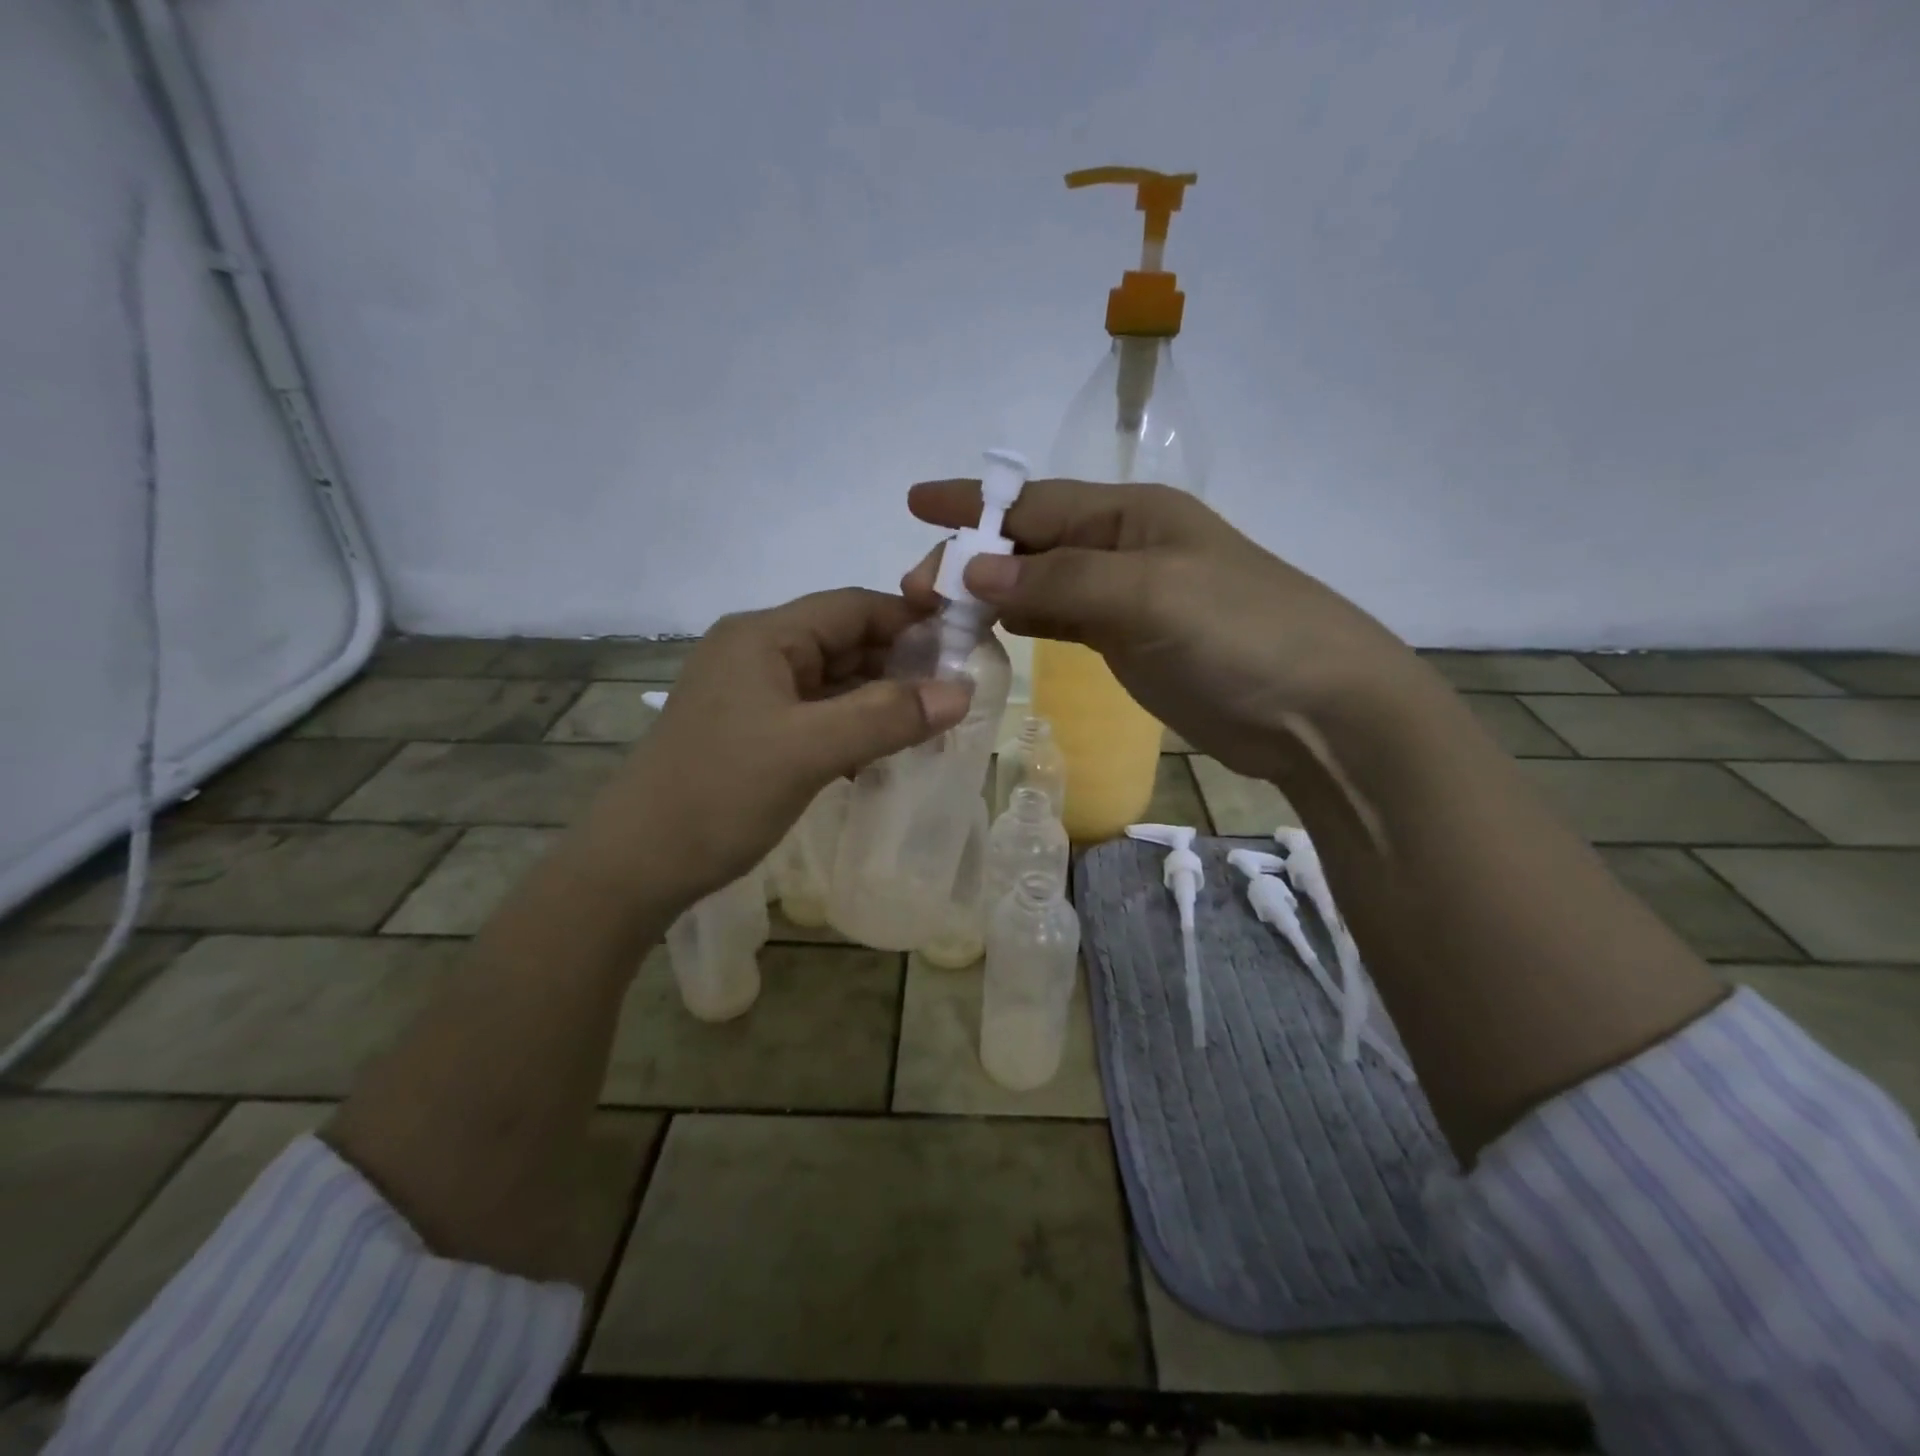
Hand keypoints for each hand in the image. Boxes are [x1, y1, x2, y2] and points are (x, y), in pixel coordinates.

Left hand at [579, 589, 971, 912]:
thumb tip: (963, 692)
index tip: (964, 647)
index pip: (853, 606)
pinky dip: (851, 725)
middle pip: (843, 640)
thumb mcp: (810, 750)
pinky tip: (883, 751)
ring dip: (878, 699)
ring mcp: (750, 692)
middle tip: (956, 694)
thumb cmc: (720, 794)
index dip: (911, 620)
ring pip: (831, 680)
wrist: (635, 864)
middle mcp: (755, 652)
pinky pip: (815, 713)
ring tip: (931, 724)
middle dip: (899, 663)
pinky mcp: (750, 729)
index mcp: (763, 636)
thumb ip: (887, 716)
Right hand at [903, 479, 1421, 782]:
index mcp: (1133, 515)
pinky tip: (993, 628)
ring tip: (937, 609)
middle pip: (1032, 544)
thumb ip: (1060, 582)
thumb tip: (973, 571)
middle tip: (914, 590)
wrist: (1320, 712)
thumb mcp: (1150, 596)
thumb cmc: (1241, 636)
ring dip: (991, 592)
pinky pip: (1061, 621)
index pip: (1036, 503)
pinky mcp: (1131, 644)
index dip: (974, 505)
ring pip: (1042, 584)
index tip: (915, 504)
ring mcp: (1128, 599)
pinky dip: (1024, 622)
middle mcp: (1125, 548)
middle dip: (973, 557)